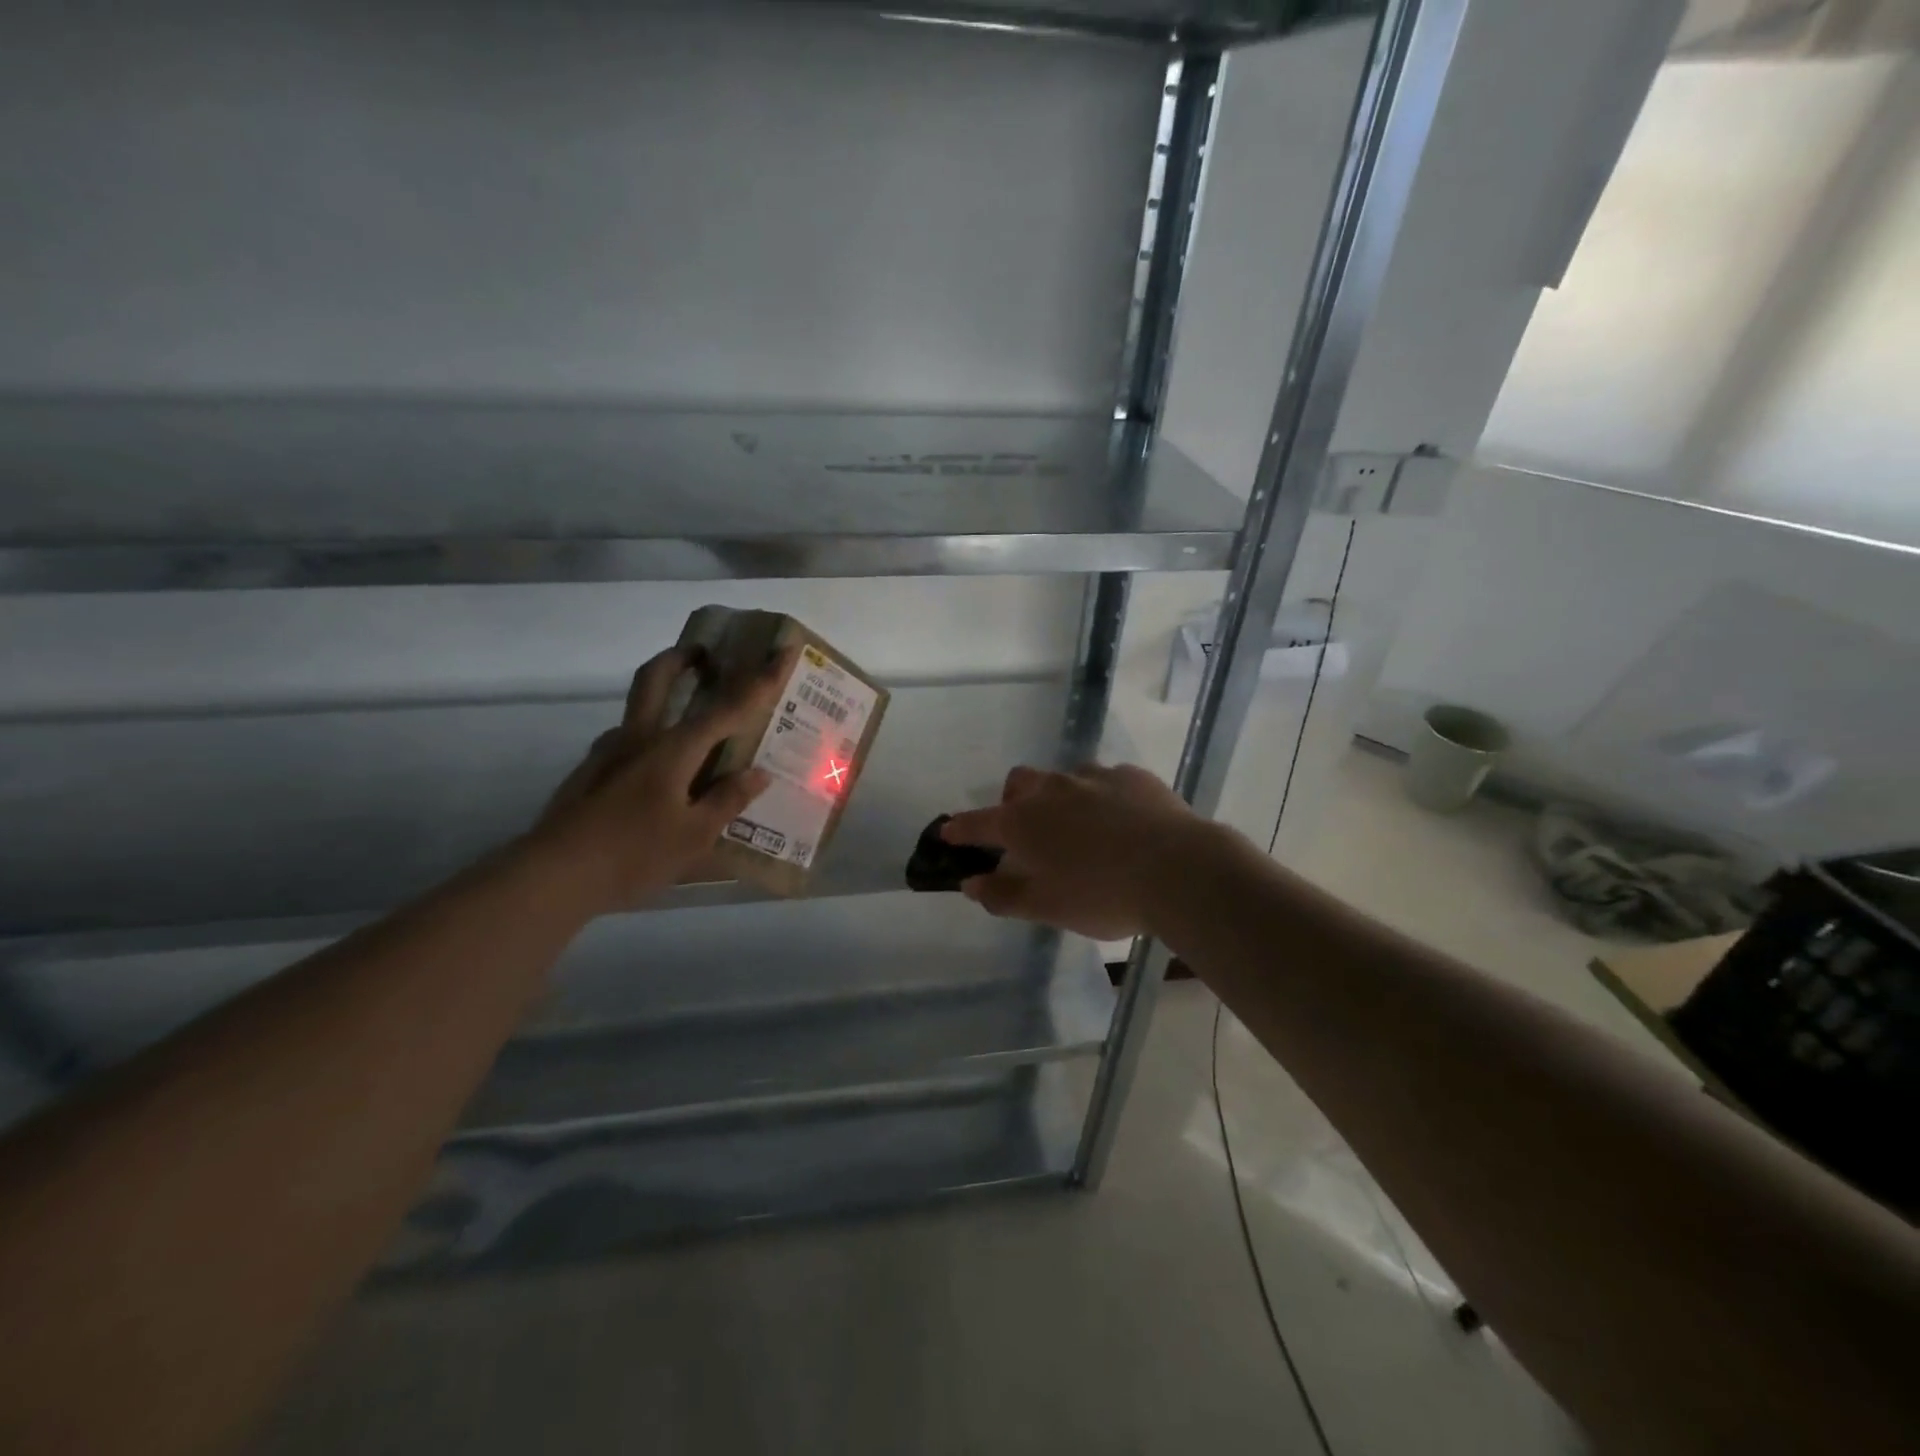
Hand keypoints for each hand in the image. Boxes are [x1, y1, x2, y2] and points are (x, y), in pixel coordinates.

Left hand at [531, 645, 794, 914]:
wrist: (552, 877)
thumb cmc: (633, 854)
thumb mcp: (694, 836)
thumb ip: (727, 800)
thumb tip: (758, 774)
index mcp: (672, 749)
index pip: (726, 707)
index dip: (759, 680)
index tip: (781, 650)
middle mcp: (638, 739)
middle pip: (656, 679)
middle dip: (680, 657)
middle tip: (702, 654)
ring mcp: (607, 754)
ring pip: (637, 710)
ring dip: (661, 698)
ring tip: (689, 729)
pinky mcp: (588, 774)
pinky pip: (626, 743)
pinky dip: (648, 741)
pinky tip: (658, 776)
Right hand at [941, 763, 1209, 939]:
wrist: (1179, 869)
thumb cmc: (1103, 895)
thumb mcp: (1046, 907)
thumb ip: (1003, 895)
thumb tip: (970, 884)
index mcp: (1023, 822)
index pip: (977, 822)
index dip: (960, 829)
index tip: (948, 832)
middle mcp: (1052, 790)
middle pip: (1018, 783)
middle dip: (1011, 801)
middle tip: (1024, 831)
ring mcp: (1093, 777)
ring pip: (1063, 778)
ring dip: (1059, 797)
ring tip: (1078, 827)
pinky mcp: (1132, 776)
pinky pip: (1105, 780)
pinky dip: (1101, 797)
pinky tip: (1121, 820)